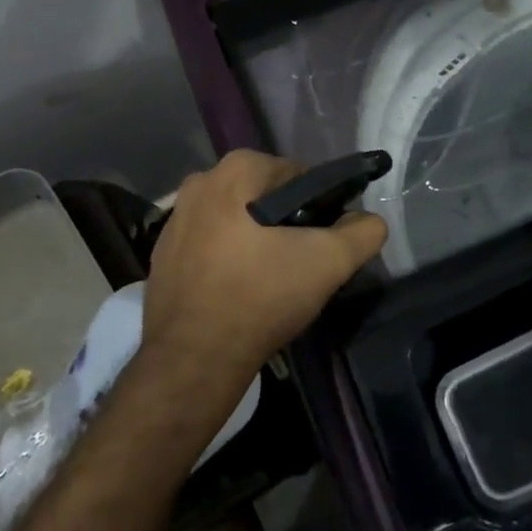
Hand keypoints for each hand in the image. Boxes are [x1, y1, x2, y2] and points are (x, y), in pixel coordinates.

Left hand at [144, 151, 387, 384]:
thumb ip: (362, 232)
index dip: (317, 207)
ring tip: (270, 279)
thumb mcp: (329, 263)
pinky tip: (238, 290)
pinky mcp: (161, 253)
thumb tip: (370, 221)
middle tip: (299, 262)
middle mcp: (199, 182)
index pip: (297, 175)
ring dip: (255, 239)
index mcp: (235, 170)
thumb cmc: (261, 297)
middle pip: (263, 196)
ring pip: (235, 219)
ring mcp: (174, 218)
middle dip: (284, 223)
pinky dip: (227, 258)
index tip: (321, 242)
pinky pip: (209, 244)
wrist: (193, 359)